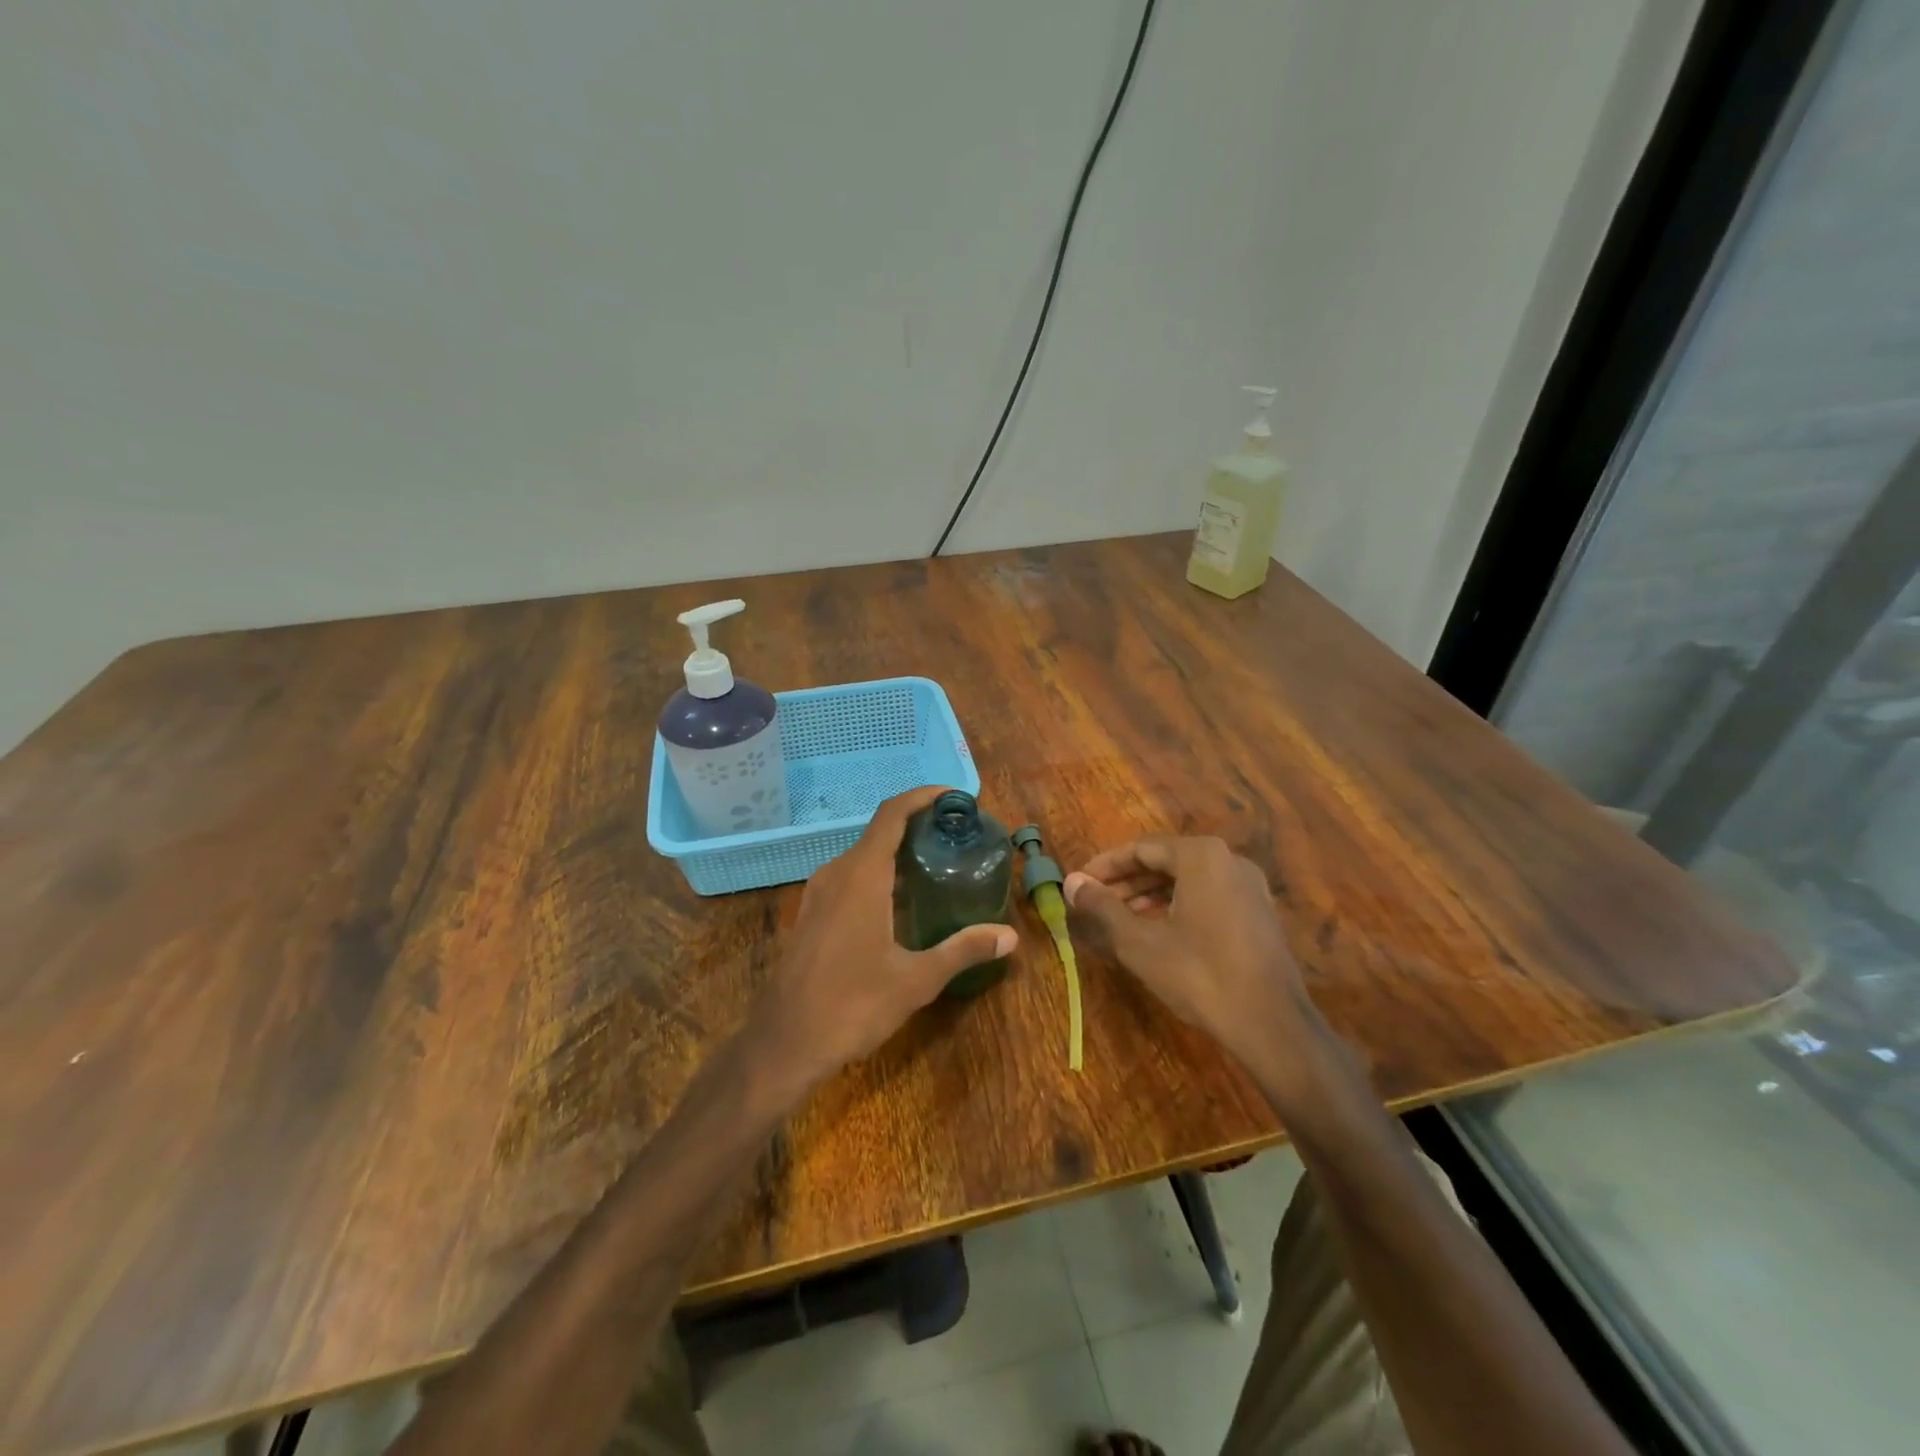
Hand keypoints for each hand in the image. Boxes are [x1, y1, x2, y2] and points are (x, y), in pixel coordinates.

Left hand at [747, 787, 1015, 1098]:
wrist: (784, 1043)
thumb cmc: (852, 1005)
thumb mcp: (916, 980)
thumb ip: (962, 950)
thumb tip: (1010, 936)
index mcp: (862, 876)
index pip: (892, 814)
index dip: (922, 796)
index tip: (953, 797)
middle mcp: (837, 873)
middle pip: (879, 832)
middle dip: (918, 827)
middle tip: (956, 839)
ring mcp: (819, 893)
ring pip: (863, 856)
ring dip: (897, 853)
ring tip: (936, 867)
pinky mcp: (811, 914)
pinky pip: (850, 877)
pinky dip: (878, 874)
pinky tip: (901, 903)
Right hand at [1064, 836, 1316, 1072]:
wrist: (1271, 1024)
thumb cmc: (1198, 974)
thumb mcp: (1138, 941)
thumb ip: (1102, 906)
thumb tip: (1071, 882)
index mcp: (1201, 856)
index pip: (1141, 849)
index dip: (1105, 866)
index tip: (1080, 882)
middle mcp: (1229, 860)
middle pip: (1166, 861)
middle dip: (1127, 881)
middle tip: (1095, 901)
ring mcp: (1249, 887)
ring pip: (1187, 880)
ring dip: (1150, 894)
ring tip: (1119, 917)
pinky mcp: (1258, 913)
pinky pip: (1208, 896)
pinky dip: (1178, 905)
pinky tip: (1157, 930)